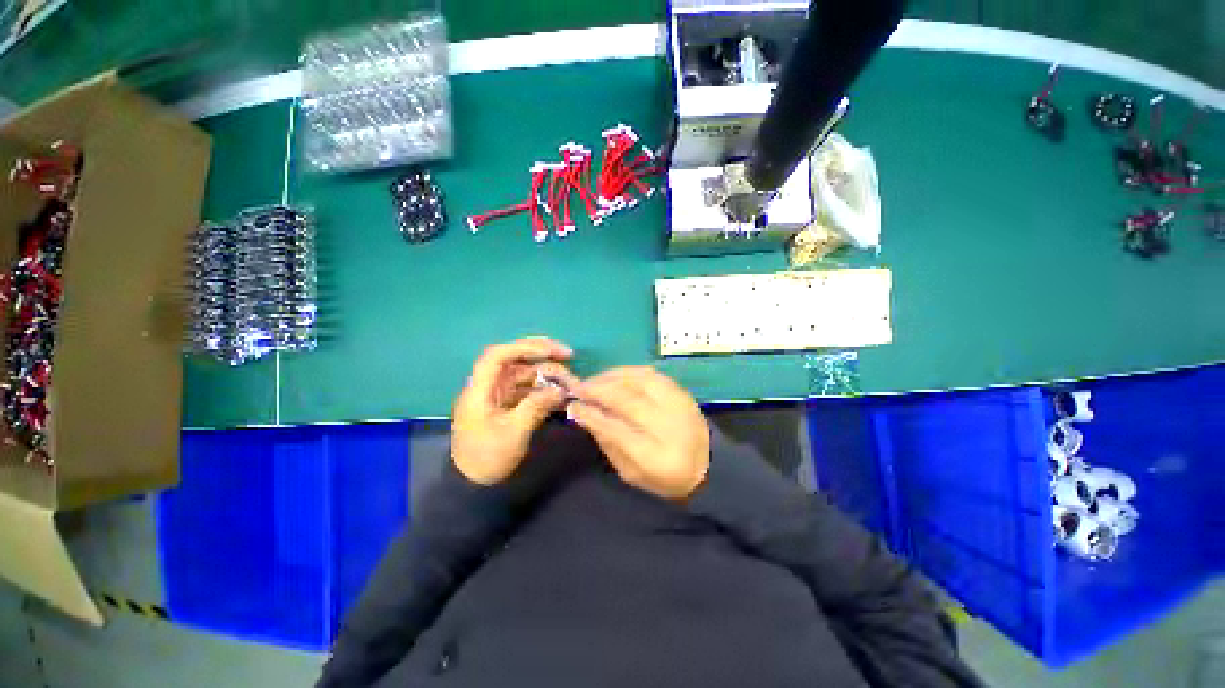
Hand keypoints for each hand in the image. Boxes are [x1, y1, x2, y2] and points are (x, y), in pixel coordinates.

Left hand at [452, 337, 580, 484]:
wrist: (473, 486)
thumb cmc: (488, 458)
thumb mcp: (514, 432)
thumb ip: (537, 406)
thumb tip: (561, 389)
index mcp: (480, 389)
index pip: (498, 355)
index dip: (524, 347)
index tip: (551, 351)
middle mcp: (488, 386)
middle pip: (513, 358)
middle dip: (540, 353)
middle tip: (568, 354)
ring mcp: (498, 395)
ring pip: (524, 374)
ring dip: (546, 374)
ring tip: (569, 380)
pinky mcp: (507, 405)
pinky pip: (527, 389)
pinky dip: (544, 388)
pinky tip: (560, 393)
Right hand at [568, 367, 709, 499]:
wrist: (708, 466)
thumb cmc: (664, 476)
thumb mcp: (630, 472)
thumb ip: (607, 442)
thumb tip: (583, 414)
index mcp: (655, 457)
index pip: (616, 429)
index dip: (591, 414)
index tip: (573, 406)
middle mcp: (669, 426)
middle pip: (627, 400)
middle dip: (598, 391)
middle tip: (578, 388)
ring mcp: (679, 405)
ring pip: (639, 381)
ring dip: (611, 377)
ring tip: (593, 381)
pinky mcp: (682, 392)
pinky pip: (651, 374)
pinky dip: (628, 372)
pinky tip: (614, 376)